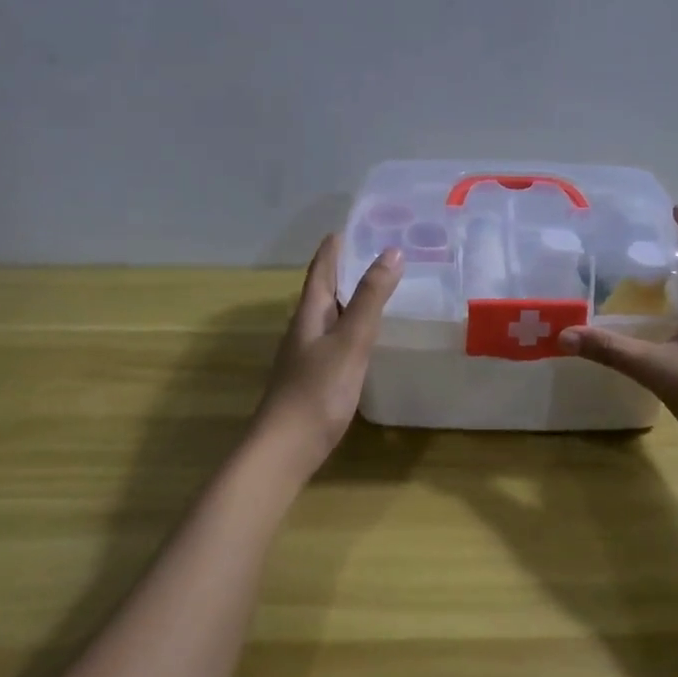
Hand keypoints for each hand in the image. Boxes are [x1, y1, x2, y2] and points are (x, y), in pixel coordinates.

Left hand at [251, 235, 402, 469]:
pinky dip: (352, 326)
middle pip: (324, 290)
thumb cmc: (318, 391)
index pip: (321, 271)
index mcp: (309, 314)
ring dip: (349, 298)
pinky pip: (336, 339)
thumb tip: (391, 252)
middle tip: (374, 252)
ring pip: (330, 315)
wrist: (286, 449)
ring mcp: (307, 355)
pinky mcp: (315, 378)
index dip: (333, 249)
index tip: (348, 227)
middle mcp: (304, 329)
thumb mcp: (350, 341)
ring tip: (376, 287)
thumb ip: (370, 299)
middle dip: (344, 269)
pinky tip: (365, 337)